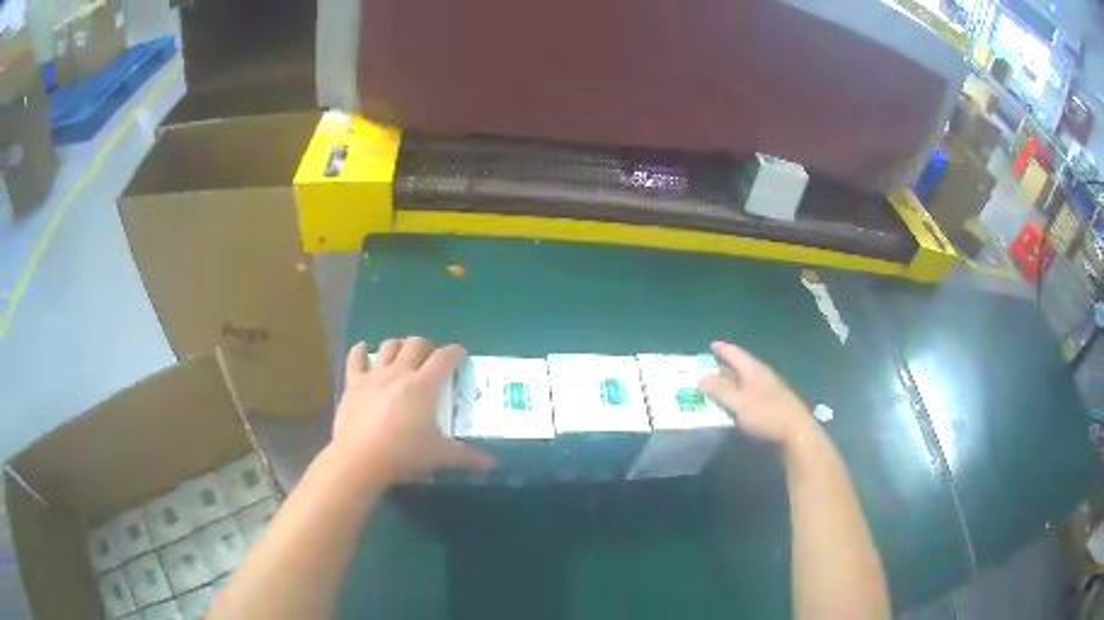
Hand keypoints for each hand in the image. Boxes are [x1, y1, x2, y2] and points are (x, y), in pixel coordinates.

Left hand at [330, 338, 495, 485]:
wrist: (360, 458)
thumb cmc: (404, 454)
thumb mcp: (439, 456)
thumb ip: (467, 457)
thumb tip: (493, 464)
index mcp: (424, 385)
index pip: (445, 357)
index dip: (455, 352)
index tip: (460, 355)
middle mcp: (400, 372)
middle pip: (416, 344)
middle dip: (427, 346)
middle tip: (430, 359)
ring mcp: (374, 375)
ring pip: (388, 346)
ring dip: (398, 346)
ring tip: (402, 356)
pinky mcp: (353, 384)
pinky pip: (355, 358)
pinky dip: (360, 351)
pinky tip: (363, 351)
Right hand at [698, 341, 817, 448]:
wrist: (796, 431)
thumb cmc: (767, 414)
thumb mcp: (739, 403)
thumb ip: (720, 391)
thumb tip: (701, 378)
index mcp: (754, 370)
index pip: (735, 353)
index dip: (722, 349)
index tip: (710, 345)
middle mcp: (762, 375)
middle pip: (740, 366)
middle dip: (723, 367)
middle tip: (706, 370)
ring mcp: (768, 389)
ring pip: (745, 381)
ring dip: (731, 383)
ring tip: (716, 388)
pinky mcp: (771, 403)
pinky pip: (750, 393)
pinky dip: (738, 395)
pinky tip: (733, 404)